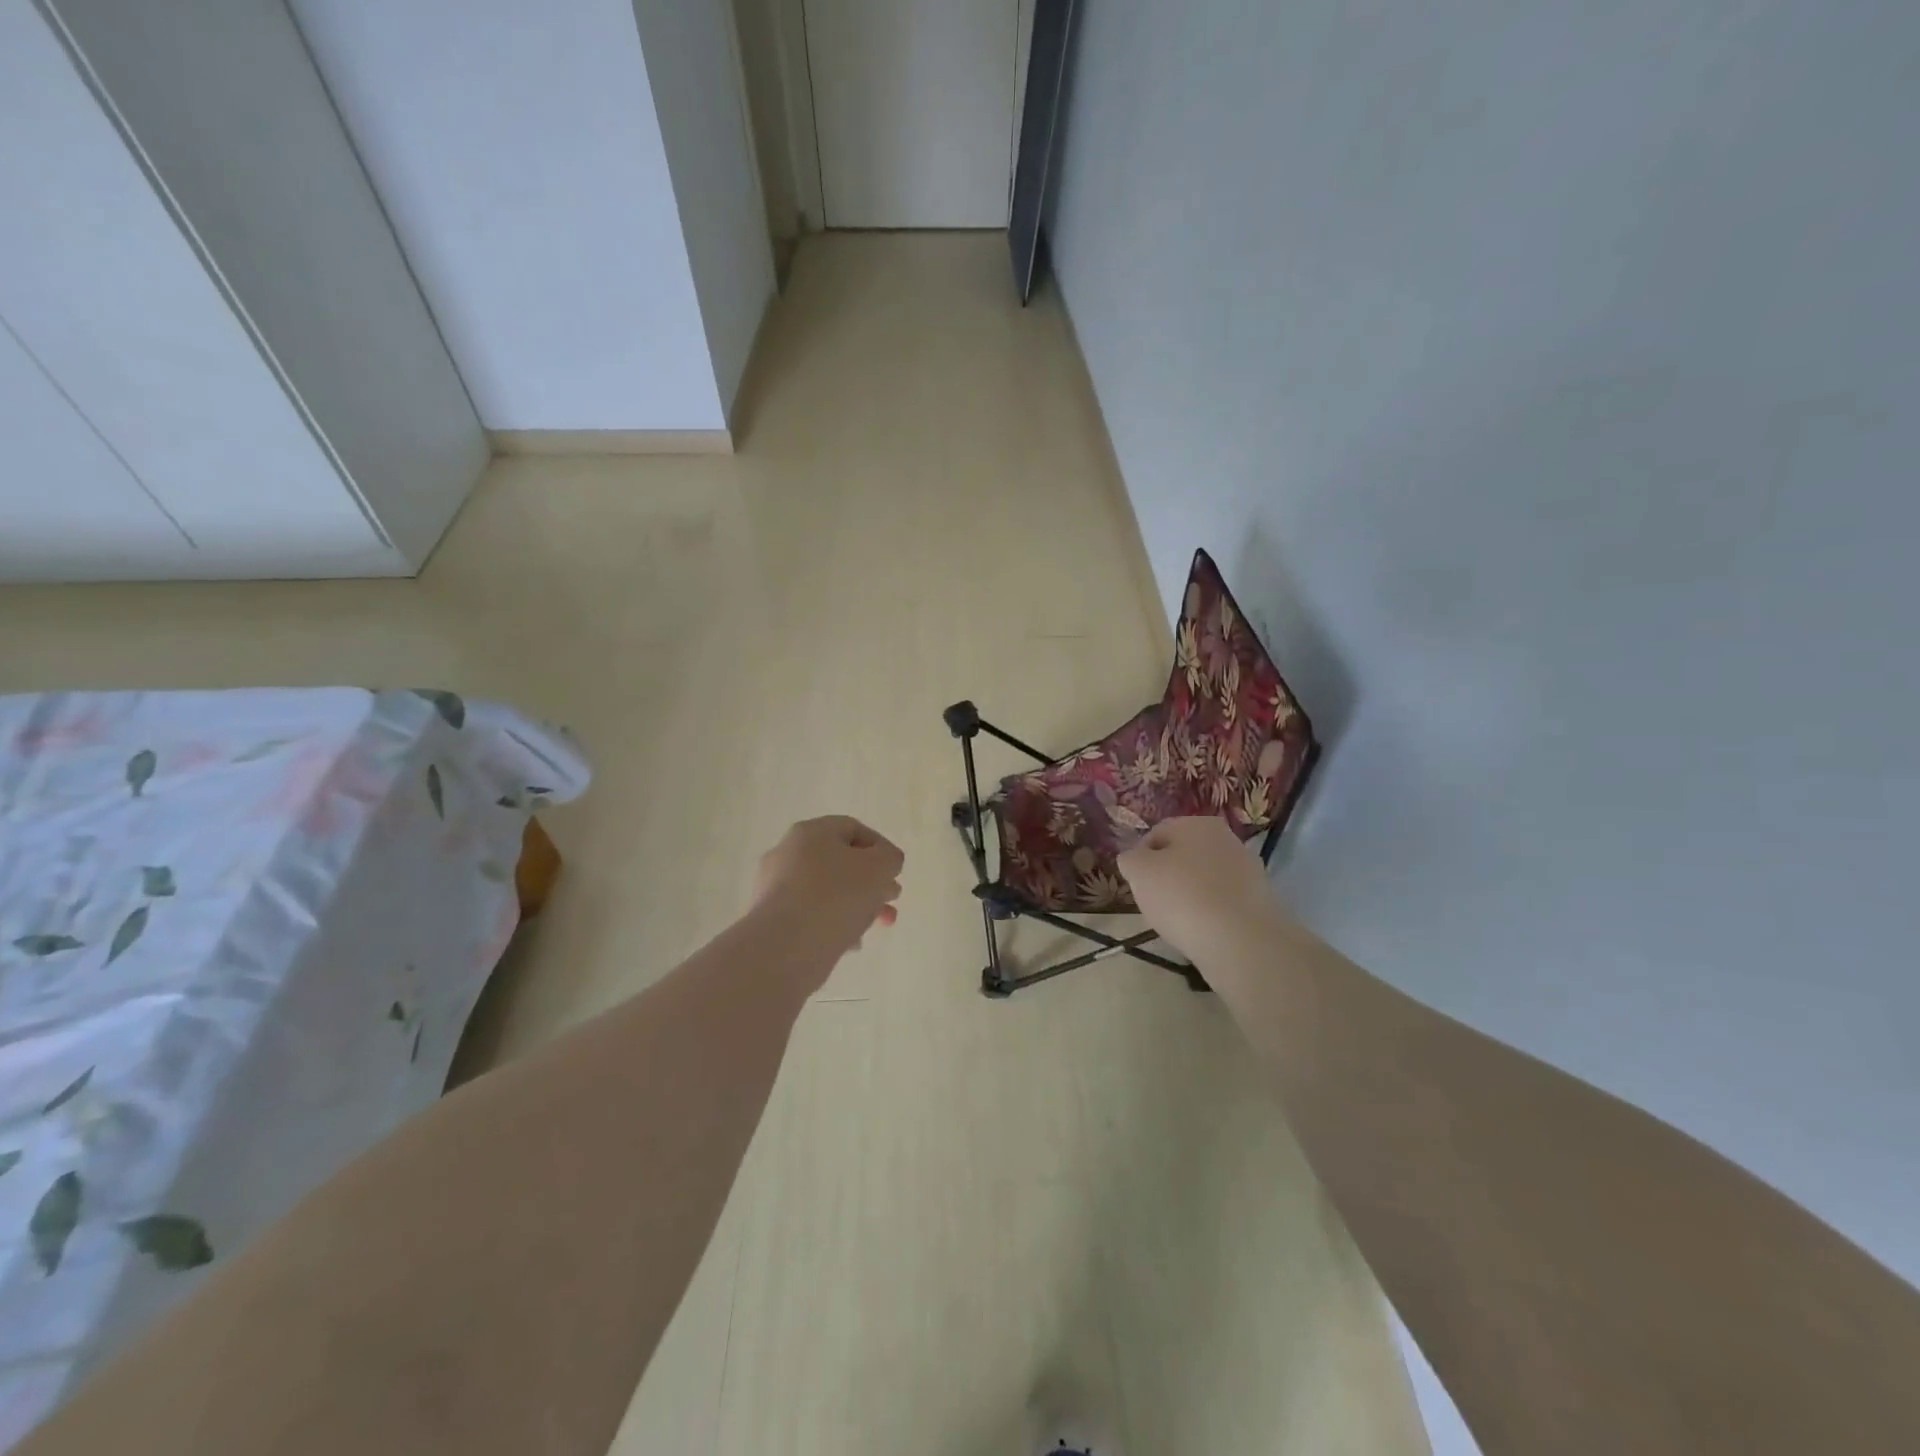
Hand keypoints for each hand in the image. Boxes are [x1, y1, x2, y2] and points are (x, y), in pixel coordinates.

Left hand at [751, 816, 903, 957]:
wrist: (785, 947)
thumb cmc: (837, 896)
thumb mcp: (880, 867)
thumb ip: (890, 858)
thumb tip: (883, 863)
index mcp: (811, 832)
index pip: (853, 829)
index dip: (880, 848)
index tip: (895, 873)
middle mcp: (788, 853)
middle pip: (840, 862)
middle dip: (871, 882)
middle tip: (891, 900)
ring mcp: (775, 888)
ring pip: (826, 891)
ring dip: (856, 905)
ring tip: (875, 926)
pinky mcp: (771, 921)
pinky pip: (810, 916)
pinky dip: (833, 924)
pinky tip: (850, 944)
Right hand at [1117, 816, 1281, 957]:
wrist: (1240, 940)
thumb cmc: (1182, 896)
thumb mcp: (1138, 872)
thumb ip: (1130, 859)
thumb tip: (1135, 859)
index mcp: (1197, 823)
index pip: (1157, 834)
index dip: (1140, 859)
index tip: (1136, 885)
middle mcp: (1226, 838)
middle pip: (1183, 856)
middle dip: (1167, 877)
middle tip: (1155, 903)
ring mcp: (1248, 869)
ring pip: (1204, 879)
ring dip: (1189, 895)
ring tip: (1179, 921)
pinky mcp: (1260, 900)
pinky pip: (1223, 901)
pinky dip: (1210, 912)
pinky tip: (1203, 930)